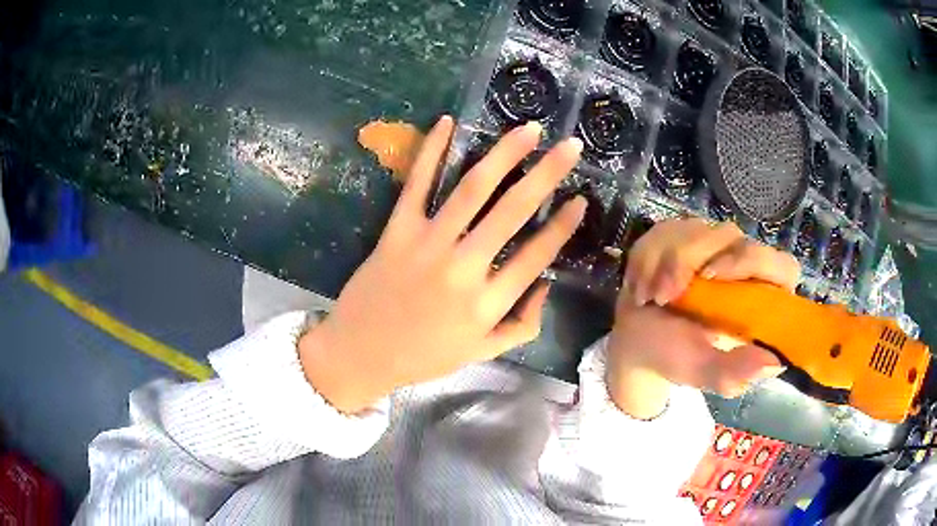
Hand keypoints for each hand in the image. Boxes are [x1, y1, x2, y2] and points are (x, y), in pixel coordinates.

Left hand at [300, 117, 586, 412]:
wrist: (361, 353)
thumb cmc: (424, 356)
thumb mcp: (482, 353)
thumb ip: (522, 326)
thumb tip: (546, 286)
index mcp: (487, 304)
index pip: (536, 255)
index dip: (563, 225)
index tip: (581, 198)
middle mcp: (463, 269)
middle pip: (512, 212)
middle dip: (547, 174)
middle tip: (570, 146)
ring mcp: (427, 245)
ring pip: (472, 190)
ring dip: (504, 155)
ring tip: (528, 130)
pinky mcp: (396, 231)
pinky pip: (416, 185)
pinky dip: (431, 152)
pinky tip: (448, 122)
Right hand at [607, 219, 799, 418]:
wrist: (636, 341)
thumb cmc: (675, 358)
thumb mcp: (703, 370)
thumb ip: (734, 371)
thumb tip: (776, 363)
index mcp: (762, 300)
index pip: (782, 266)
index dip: (752, 261)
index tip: (711, 276)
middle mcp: (744, 267)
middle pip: (730, 235)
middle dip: (688, 259)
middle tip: (665, 295)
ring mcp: (715, 247)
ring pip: (695, 228)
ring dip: (663, 263)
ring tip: (650, 298)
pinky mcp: (686, 236)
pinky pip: (667, 228)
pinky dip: (647, 257)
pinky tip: (642, 285)